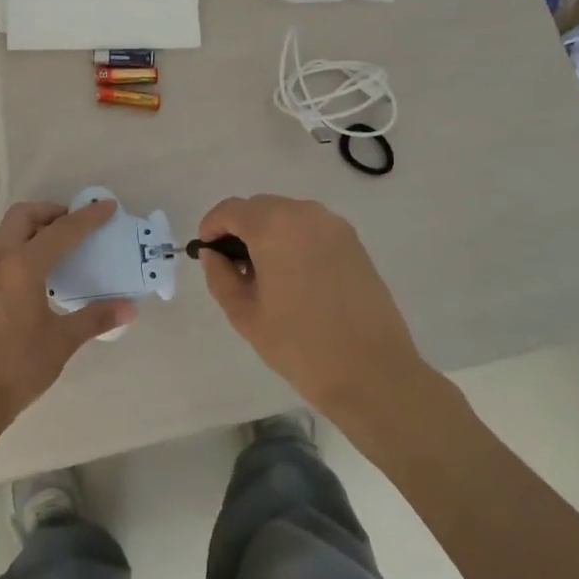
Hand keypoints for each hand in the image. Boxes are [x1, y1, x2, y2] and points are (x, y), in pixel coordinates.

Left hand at [0, 200, 136, 433]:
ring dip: (32, 225)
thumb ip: (95, 318)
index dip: (87, 218)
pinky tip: (37, 270)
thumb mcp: (61, 341)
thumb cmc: (17, 366)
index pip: (61, 231)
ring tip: (58, 243)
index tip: (108, 207)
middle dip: (52, 212)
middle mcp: (0, 260)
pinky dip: (20, 243)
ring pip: (6, 230)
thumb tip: (130, 308)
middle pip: (24, 216)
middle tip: (77, 225)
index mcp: (22, 266)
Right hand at [196, 195, 434, 427]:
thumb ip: (220, 276)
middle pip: (259, 207)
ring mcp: (334, 226)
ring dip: (268, 233)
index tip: (206, 251)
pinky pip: (311, 228)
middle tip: (234, 266)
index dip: (212, 227)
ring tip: (265, 274)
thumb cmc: (299, 345)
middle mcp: (305, 214)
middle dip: (240, 228)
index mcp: (274, 227)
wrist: (372, 372)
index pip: (230, 210)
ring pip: (287, 215)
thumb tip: (214, 255)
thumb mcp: (244, 314)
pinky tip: (295, 277)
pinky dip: (294, 240)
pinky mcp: (354, 242)